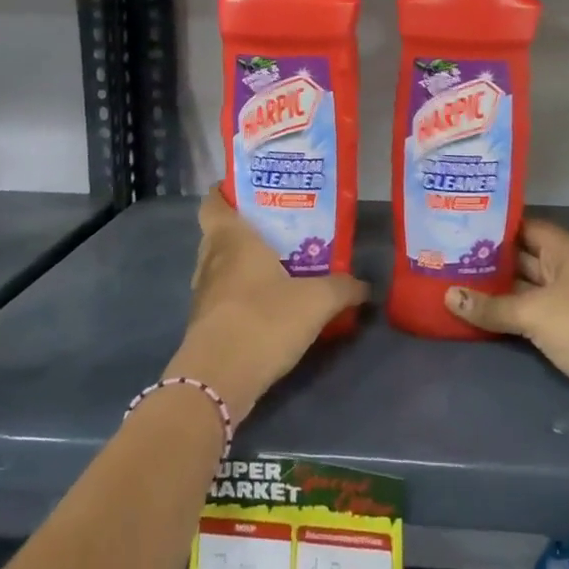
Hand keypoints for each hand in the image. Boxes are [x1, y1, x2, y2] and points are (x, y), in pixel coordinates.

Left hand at [165, 187, 367, 420]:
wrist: (218, 380)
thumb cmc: (264, 320)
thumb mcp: (316, 301)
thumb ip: (343, 288)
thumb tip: (365, 285)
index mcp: (231, 239)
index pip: (213, 202)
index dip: (224, 192)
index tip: (247, 189)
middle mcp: (211, 260)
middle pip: (218, 234)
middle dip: (244, 229)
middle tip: (278, 228)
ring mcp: (203, 295)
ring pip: (220, 267)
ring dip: (242, 265)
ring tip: (278, 265)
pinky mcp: (204, 325)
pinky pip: (223, 297)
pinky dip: (241, 295)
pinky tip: (269, 305)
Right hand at [444, 219, 568, 422]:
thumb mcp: (533, 312)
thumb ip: (491, 306)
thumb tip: (448, 296)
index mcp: (565, 249)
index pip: (525, 227)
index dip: (494, 228)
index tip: (460, 228)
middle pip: (524, 259)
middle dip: (490, 262)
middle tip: (447, 260)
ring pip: (528, 289)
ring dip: (499, 292)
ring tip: (456, 287)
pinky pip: (535, 315)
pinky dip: (513, 316)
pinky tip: (482, 318)